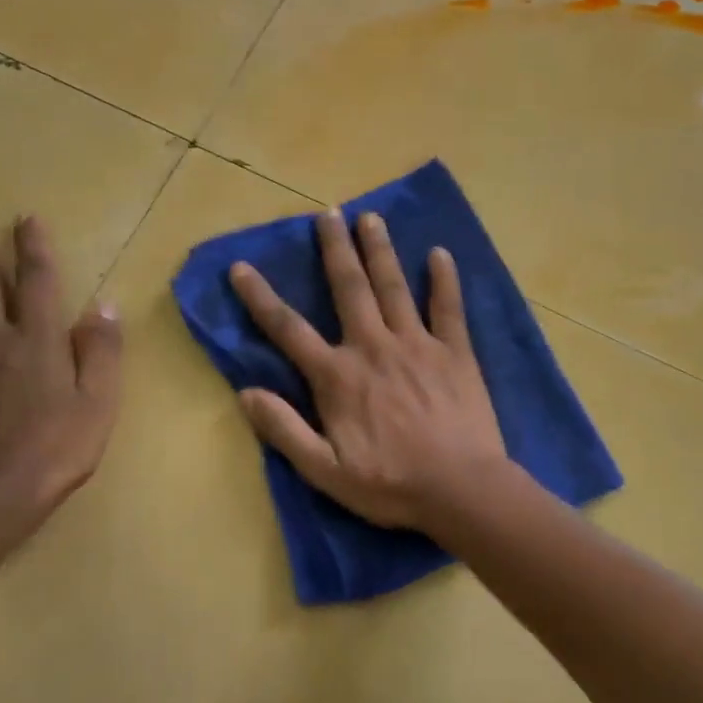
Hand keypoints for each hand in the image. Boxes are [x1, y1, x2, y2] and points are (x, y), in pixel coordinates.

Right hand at [228, 208, 509, 531]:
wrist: (460, 489)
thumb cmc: (390, 484)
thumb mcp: (324, 470)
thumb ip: (284, 430)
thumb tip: (246, 392)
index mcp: (338, 376)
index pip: (289, 329)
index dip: (260, 298)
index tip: (242, 267)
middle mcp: (373, 347)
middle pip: (349, 288)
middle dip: (335, 248)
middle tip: (328, 213)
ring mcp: (417, 344)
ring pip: (394, 286)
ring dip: (380, 250)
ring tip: (371, 217)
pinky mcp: (456, 352)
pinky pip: (448, 308)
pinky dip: (444, 279)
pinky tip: (440, 254)